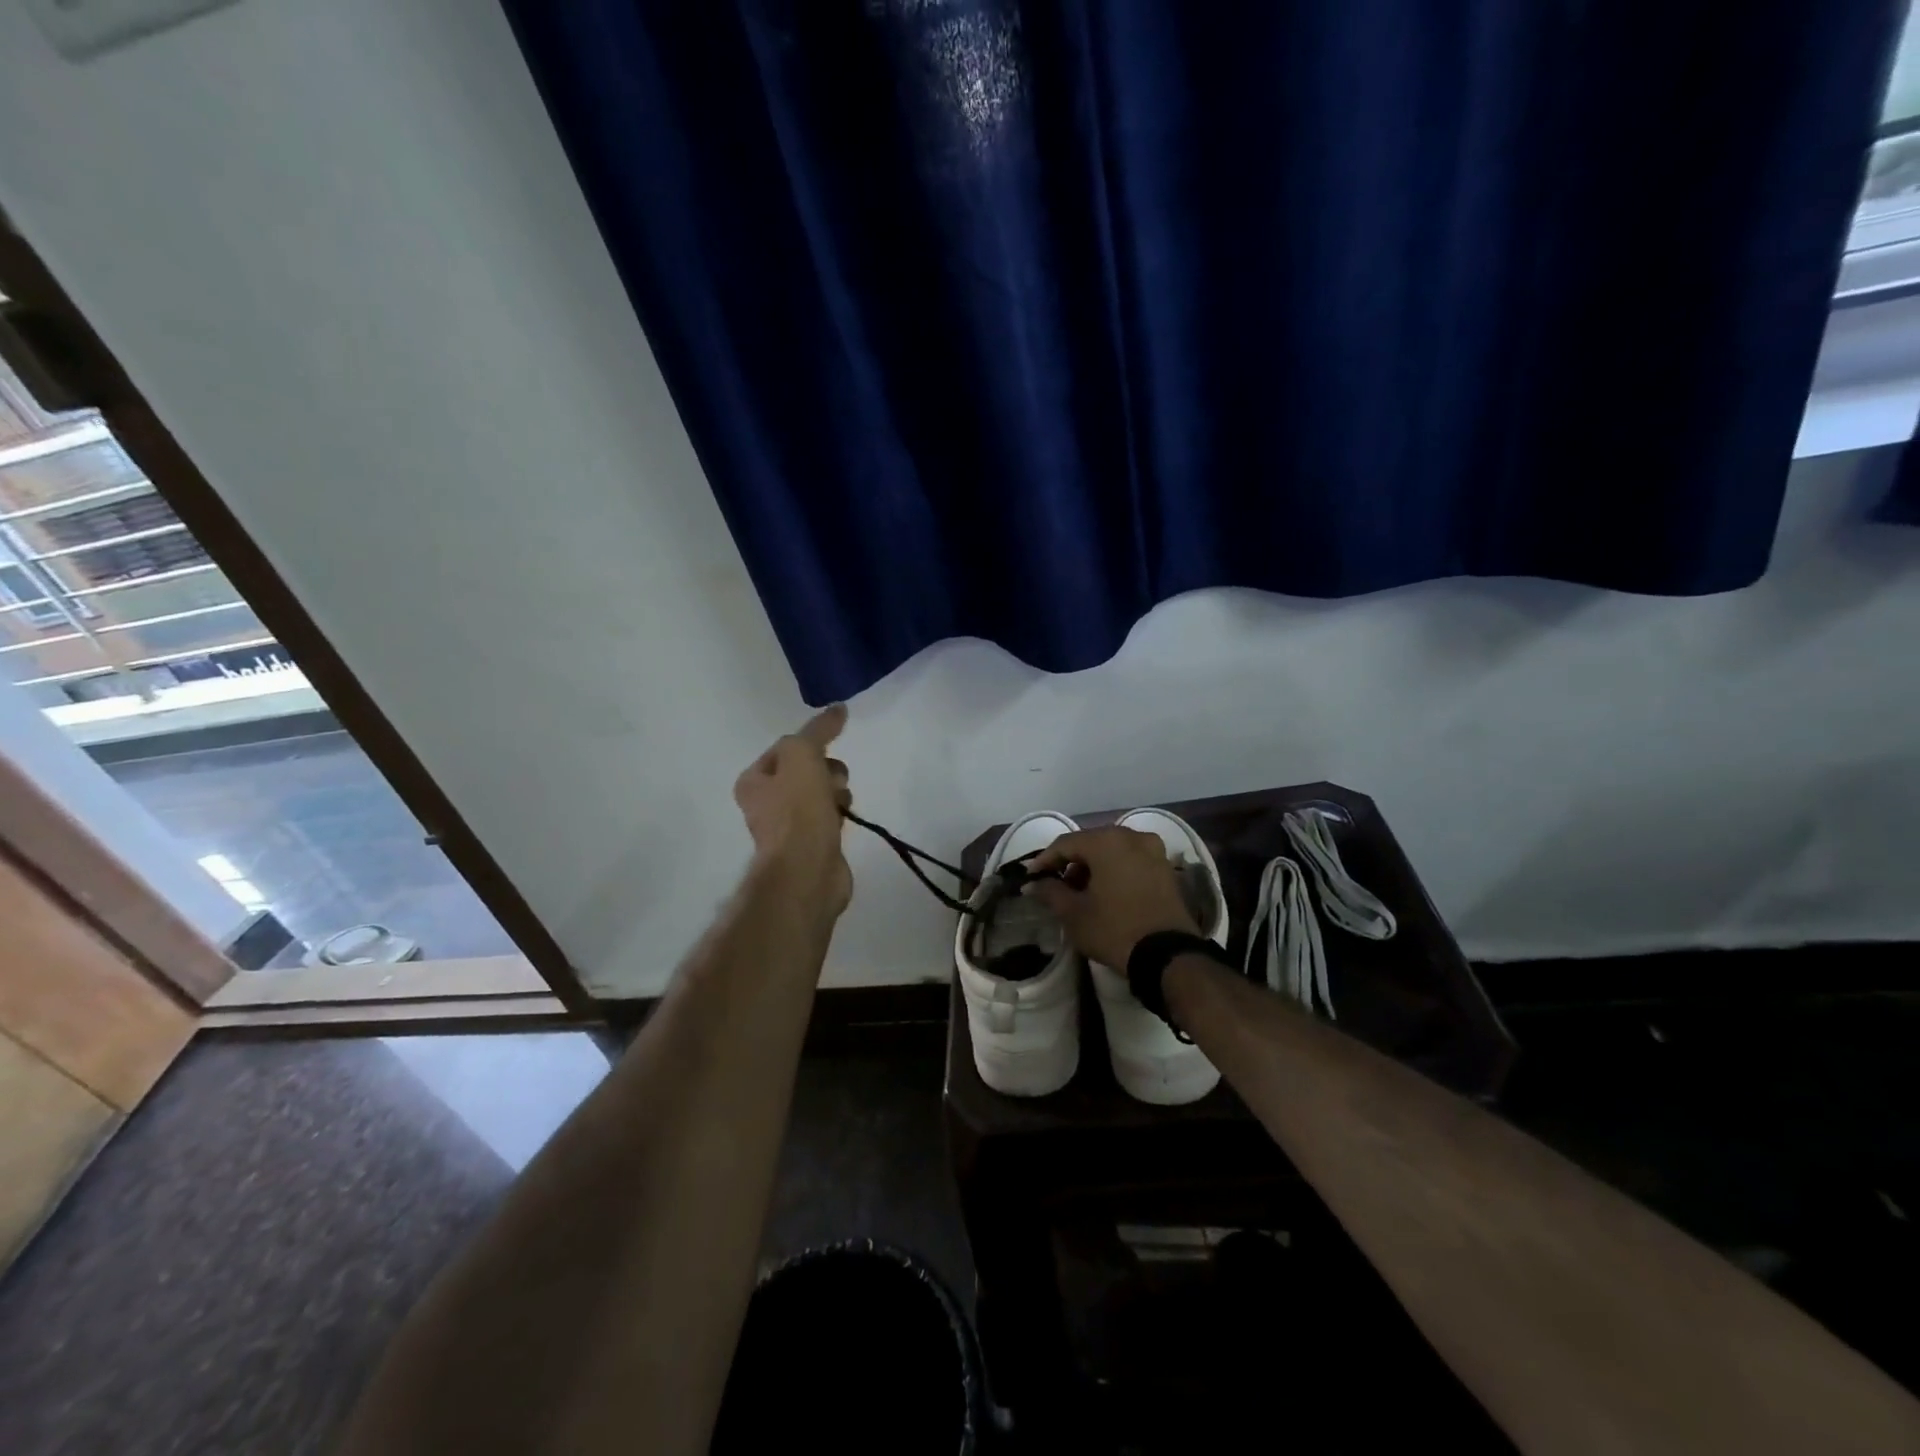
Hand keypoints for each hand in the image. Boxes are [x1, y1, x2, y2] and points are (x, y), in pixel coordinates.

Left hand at [734, 705, 853, 914]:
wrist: (807, 869)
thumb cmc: (797, 809)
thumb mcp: (802, 756)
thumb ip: (818, 730)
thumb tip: (838, 708)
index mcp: (752, 781)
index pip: (786, 747)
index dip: (811, 744)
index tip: (828, 749)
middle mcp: (766, 802)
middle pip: (806, 769)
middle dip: (827, 770)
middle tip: (832, 782)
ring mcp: (789, 825)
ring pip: (821, 792)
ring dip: (836, 791)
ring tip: (840, 803)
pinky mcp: (812, 843)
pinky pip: (830, 816)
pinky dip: (839, 814)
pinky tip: (844, 819)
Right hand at [1027, 826, 1198, 968]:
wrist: (1169, 956)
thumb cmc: (1115, 929)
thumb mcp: (1074, 914)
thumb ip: (1050, 892)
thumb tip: (1033, 883)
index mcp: (1106, 841)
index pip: (1065, 844)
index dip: (1045, 860)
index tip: (1031, 877)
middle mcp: (1132, 836)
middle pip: (1091, 843)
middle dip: (1071, 862)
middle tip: (1055, 885)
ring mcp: (1154, 850)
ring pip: (1112, 850)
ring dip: (1093, 866)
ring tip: (1080, 892)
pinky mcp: (1166, 868)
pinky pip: (1131, 860)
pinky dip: (1115, 870)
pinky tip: (1106, 892)